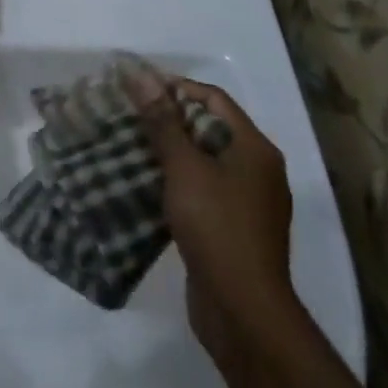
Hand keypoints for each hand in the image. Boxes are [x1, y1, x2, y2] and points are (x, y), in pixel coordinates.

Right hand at [125, 69, 300, 360]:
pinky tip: (148, 185)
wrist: (244, 314)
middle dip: (169, 120)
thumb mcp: (184, 167)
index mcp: (255, 148)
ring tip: (131, 147)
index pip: (213, 99)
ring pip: (204, 161)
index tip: (137, 91)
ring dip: (170, 152)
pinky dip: (178, 182)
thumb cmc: (217, 227)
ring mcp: (249, 203)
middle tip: (129, 116)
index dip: (176, 88)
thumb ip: (162, 120)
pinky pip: (204, 190)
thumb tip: (140, 74)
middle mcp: (258, 170)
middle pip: (209, 128)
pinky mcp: (234, 230)